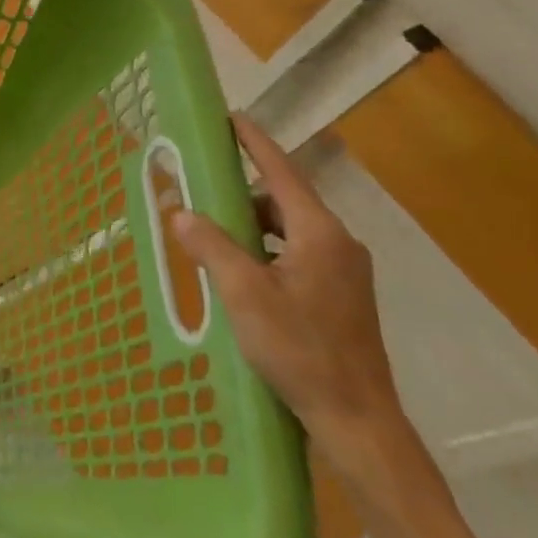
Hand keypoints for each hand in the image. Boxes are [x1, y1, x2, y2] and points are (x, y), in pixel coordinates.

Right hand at [170, 114, 409, 477]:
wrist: (357, 418)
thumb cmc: (300, 349)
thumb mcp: (244, 294)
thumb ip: (211, 246)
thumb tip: (180, 212)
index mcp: (320, 234)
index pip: (282, 172)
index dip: (255, 143)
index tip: (231, 119)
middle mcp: (338, 244)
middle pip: (284, 201)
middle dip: (242, 193)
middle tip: (202, 192)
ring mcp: (344, 272)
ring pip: (290, 230)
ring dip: (252, 226)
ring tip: (212, 237)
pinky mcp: (341, 296)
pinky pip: (297, 254)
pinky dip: (265, 250)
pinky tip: (241, 273)